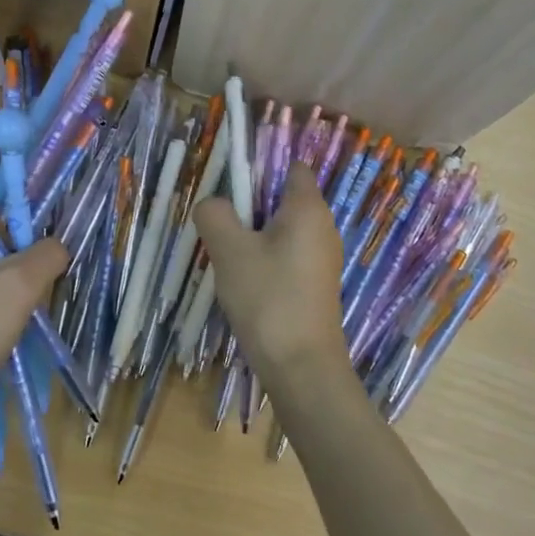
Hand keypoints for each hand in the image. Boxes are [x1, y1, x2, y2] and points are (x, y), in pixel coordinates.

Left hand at [0, 220, 67, 413]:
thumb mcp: (21, 283)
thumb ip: (48, 253)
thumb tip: (58, 246)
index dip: (24, 211)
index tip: (47, 237)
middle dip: (25, 253)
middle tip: (44, 278)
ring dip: (17, 282)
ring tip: (31, 306)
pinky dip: (2, 303)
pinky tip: (13, 325)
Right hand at [194, 164, 351, 393]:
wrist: (301, 367)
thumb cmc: (268, 298)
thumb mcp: (229, 250)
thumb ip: (214, 215)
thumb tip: (211, 204)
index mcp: (308, 209)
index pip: (292, 168)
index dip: (261, 168)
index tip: (230, 186)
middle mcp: (323, 228)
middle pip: (283, 199)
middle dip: (250, 205)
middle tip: (220, 223)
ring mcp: (322, 259)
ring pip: (282, 230)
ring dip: (254, 235)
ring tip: (227, 255)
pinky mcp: (316, 285)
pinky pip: (287, 255)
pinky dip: (266, 258)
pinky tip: (245, 281)